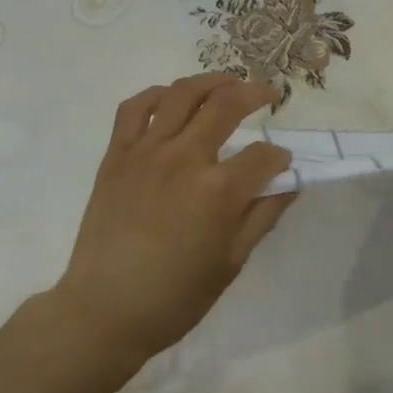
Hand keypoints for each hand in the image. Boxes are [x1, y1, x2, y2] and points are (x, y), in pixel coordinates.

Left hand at [54, 72, 295, 365]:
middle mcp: (185, 158)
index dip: (280, 157)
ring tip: (228, 82)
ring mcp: (146, 152)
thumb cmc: (175, 297)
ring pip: (183, 94)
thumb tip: (288, 185)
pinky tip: (172, 97)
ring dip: (212, 81)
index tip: (283, 164)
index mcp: (218, 190)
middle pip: (227, 105)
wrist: (104, 311)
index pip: (263, 155)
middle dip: (256, 93)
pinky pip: (135, 108)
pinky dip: (157, 95)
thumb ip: (262, 216)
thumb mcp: (231, 262)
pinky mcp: (117, 156)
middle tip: (270, 94)